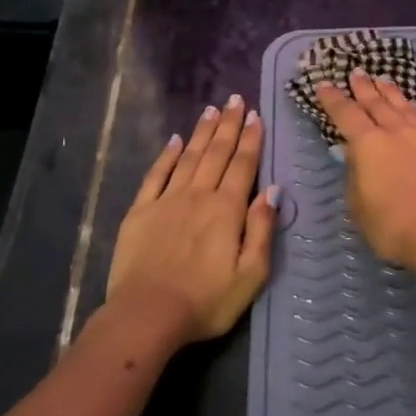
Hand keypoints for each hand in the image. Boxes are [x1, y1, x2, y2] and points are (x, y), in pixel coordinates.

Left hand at [105, 95, 278, 347]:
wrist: (147, 316)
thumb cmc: (207, 301)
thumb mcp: (251, 274)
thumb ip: (262, 229)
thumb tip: (274, 190)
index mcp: (228, 209)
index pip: (243, 164)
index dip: (251, 139)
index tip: (256, 115)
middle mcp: (199, 195)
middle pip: (217, 152)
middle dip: (229, 124)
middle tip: (236, 99)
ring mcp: (167, 200)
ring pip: (189, 157)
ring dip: (203, 132)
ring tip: (212, 109)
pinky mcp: (140, 212)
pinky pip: (156, 175)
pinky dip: (167, 155)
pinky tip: (176, 140)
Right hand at [314, 69, 415, 270]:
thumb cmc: (395, 227)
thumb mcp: (360, 207)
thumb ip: (356, 176)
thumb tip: (356, 157)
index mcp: (369, 144)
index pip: (346, 114)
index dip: (333, 100)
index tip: (324, 86)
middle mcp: (397, 131)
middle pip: (377, 103)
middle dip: (363, 87)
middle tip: (356, 73)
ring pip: (404, 106)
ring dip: (390, 92)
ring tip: (383, 80)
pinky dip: (414, 111)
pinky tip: (414, 112)